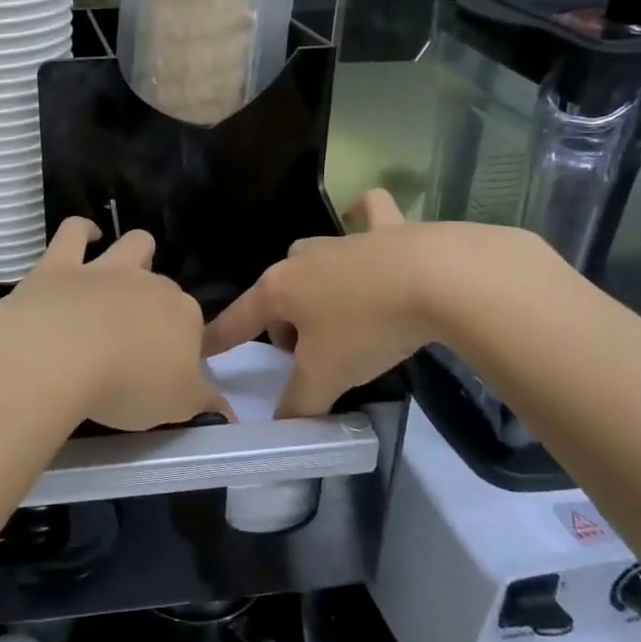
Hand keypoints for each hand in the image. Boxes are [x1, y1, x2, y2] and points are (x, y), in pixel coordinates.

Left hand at [0, 219, 228, 432]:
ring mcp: (104, 269)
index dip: (182, 342)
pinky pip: (74, 232)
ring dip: (136, 251)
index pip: (192, 324)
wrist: (61, 356)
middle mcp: (148, 284)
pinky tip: (87, 235)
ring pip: (133, 244)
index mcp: (183, 316)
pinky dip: (82, 230)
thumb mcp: (177, 406)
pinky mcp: (60, 265)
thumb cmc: (128, 385)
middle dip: (157, 303)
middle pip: (163, 286)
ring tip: (128, 268)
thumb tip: (228, 413)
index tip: (168, 367)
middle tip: (140, 336)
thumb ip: (204, 404)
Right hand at [202, 190, 548, 416]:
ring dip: (316, 287)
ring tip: (339, 316)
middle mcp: (302, 258)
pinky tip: (366, 226)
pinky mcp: (387, 227)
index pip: (237, 320)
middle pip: (278, 293)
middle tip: (307, 356)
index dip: (219, 339)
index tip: (200, 348)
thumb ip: (299, 404)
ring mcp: (343, 238)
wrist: (440, 278)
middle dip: (283, 324)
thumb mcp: (327, 376)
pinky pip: (366, 214)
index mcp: (279, 289)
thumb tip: (282, 427)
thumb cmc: (368, 327)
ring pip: (313, 260)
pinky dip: (362, 219)